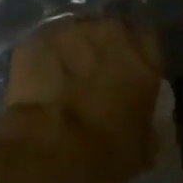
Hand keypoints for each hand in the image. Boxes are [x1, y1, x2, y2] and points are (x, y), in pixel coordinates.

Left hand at [0, 18, 163, 182]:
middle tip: (96, 75)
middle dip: (105, 48)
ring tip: (64, 78)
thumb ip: (149, 124)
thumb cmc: (106, 152)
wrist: (47, 151)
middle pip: (111, 30)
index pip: (149, 40)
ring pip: (74, 34)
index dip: (140, 56)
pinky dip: (43, 60)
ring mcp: (68, 34)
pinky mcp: (33, 43)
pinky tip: (38, 82)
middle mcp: (109, 34)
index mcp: (144, 58)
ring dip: (73, 51)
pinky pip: (43, 46)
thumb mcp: (144, 146)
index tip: (132, 74)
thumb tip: (146, 125)